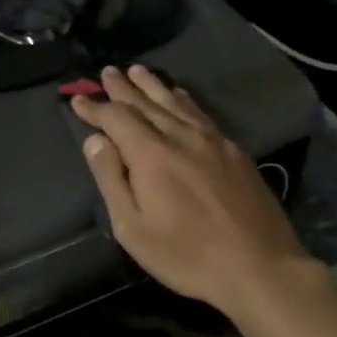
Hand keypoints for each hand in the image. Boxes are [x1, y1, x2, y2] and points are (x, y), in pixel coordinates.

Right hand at [72, 65, 310, 311]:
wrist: (259, 266)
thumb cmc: (186, 255)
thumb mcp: (133, 228)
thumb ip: (111, 179)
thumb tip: (95, 140)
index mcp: (151, 154)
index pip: (116, 118)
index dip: (95, 108)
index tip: (77, 99)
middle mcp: (180, 136)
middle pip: (145, 103)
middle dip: (122, 88)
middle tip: (106, 72)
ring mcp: (211, 140)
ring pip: (175, 102)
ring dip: (152, 85)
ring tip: (137, 71)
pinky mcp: (233, 150)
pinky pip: (200, 112)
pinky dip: (183, 99)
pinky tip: (179, 95)